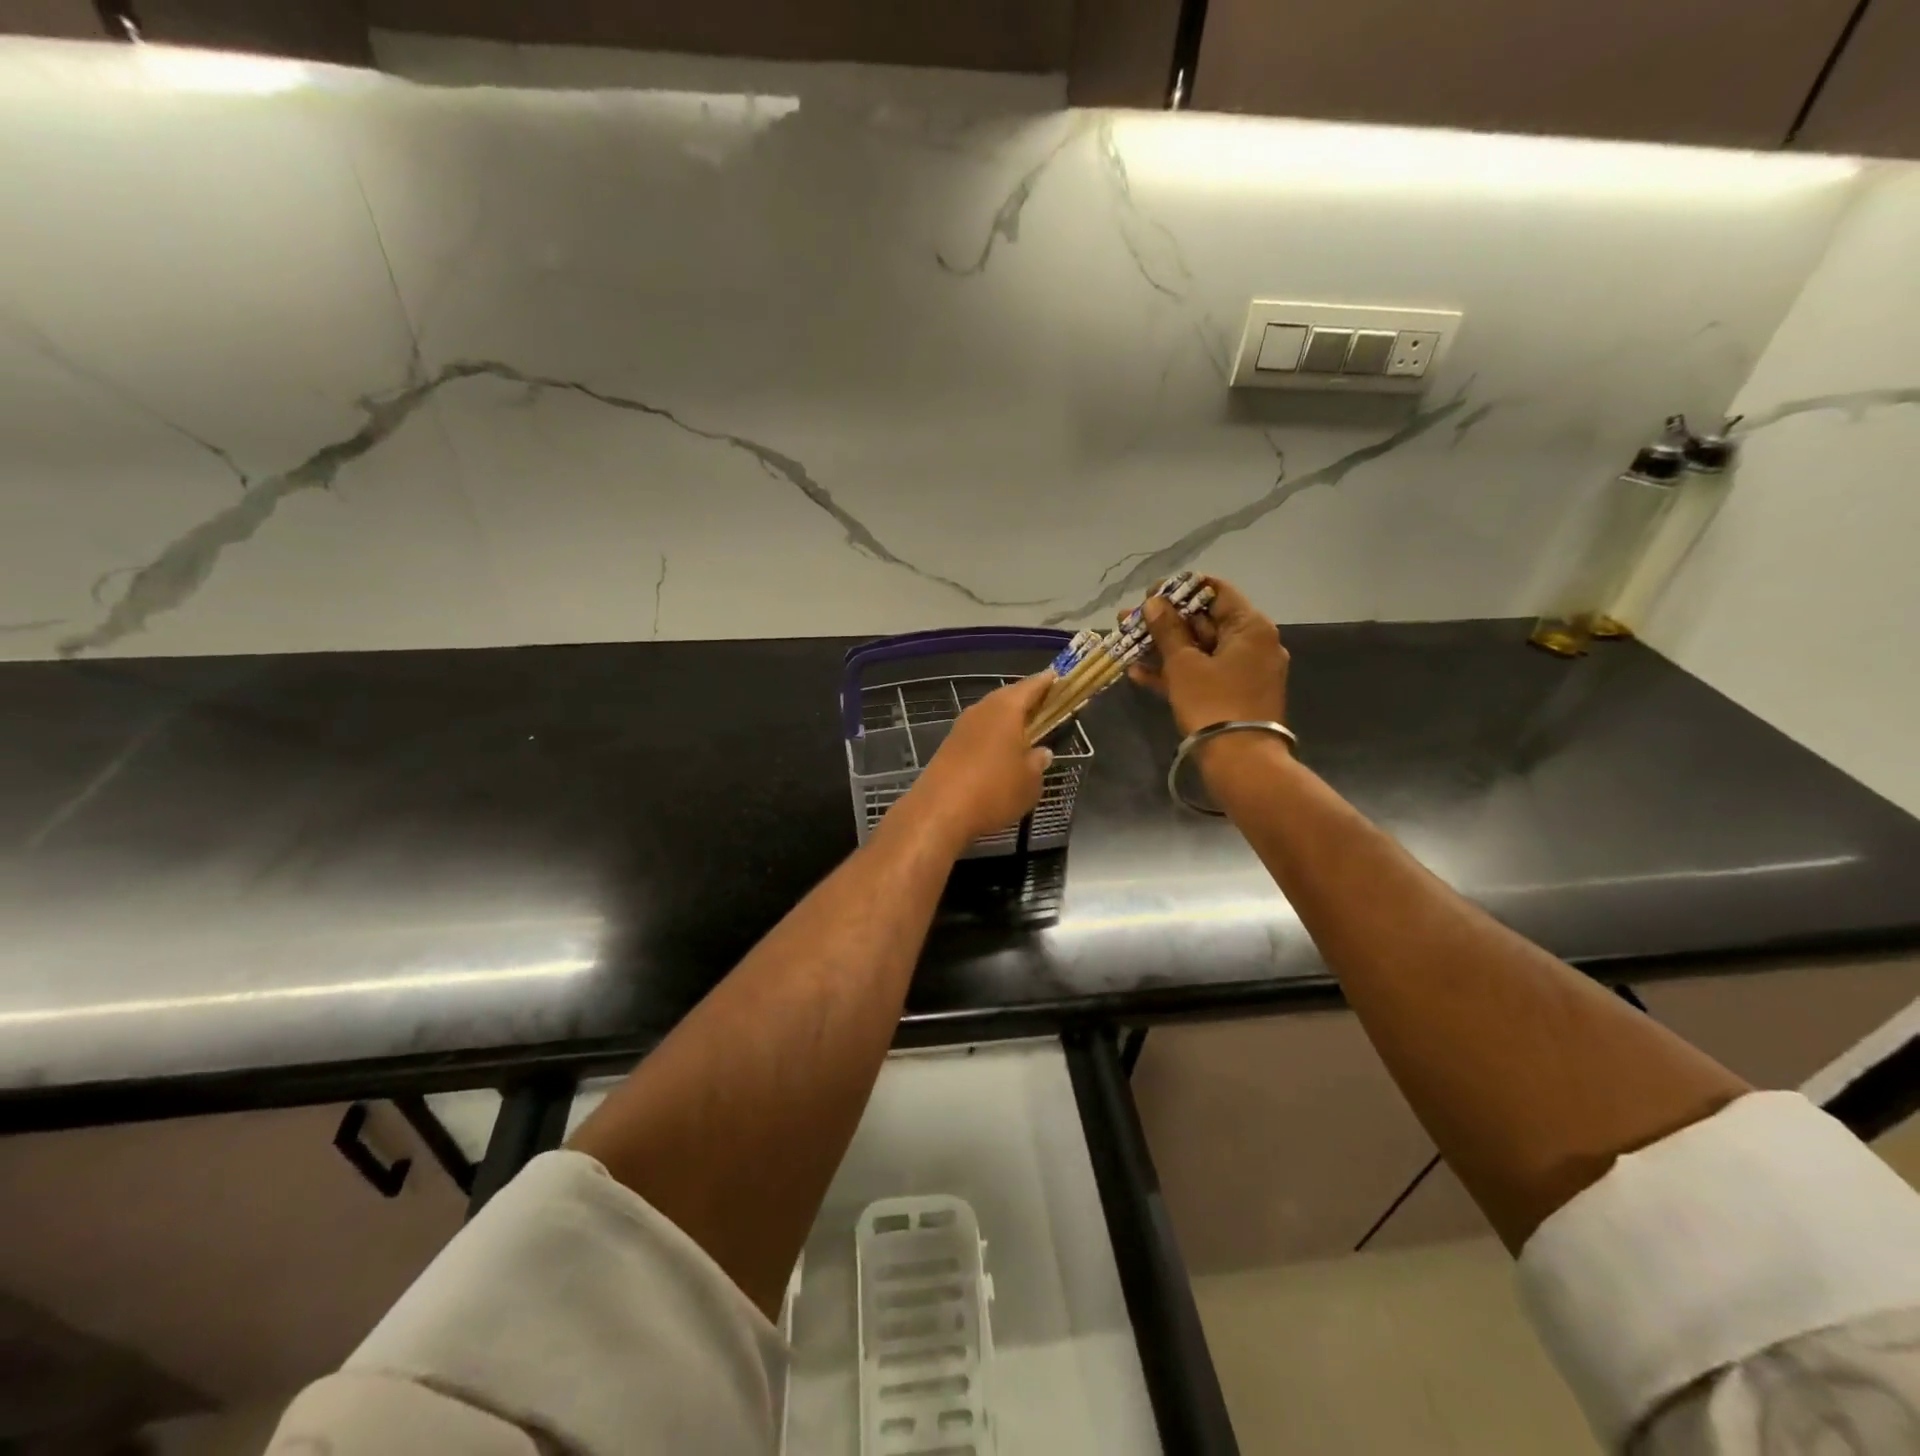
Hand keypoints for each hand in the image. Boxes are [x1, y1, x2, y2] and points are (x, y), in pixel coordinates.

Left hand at [897, 673, 1055, 848]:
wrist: (938, 811)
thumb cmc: (994, 790)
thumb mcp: (1029, 782)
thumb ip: (1038, 763)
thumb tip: (1042, 752)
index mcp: (1006, 709)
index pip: (1031, 686)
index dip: (1046, 682)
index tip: (1057, 677)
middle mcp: (982, 710)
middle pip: (1007, 697)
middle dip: (1025, 699)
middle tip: (1043, 705)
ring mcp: (961, 727)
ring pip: (990, 714)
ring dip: (1006, 718)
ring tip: (1024, 729)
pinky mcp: (948, 746)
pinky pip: (977, 732)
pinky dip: (991, 735)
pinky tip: (998, 750)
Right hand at [1129, 577, 1288, 737]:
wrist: (1240, 762)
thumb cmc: (1213, 703)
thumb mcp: (1184, 664)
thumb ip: (1167, 630)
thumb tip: (1154, 603)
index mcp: (1251, 627)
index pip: (1216, 592)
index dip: (1180, 590)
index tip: (1150, 594)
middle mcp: (1254, 644)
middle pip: (1206, 622)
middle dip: (1165, 621)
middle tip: (1130, 619)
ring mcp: (1244, 672)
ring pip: (1200, 650)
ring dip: (1164, 647)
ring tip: (1127, 643)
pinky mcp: (1233, 695)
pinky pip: (1203, 674)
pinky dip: (1176, 672)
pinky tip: (1139, 673)